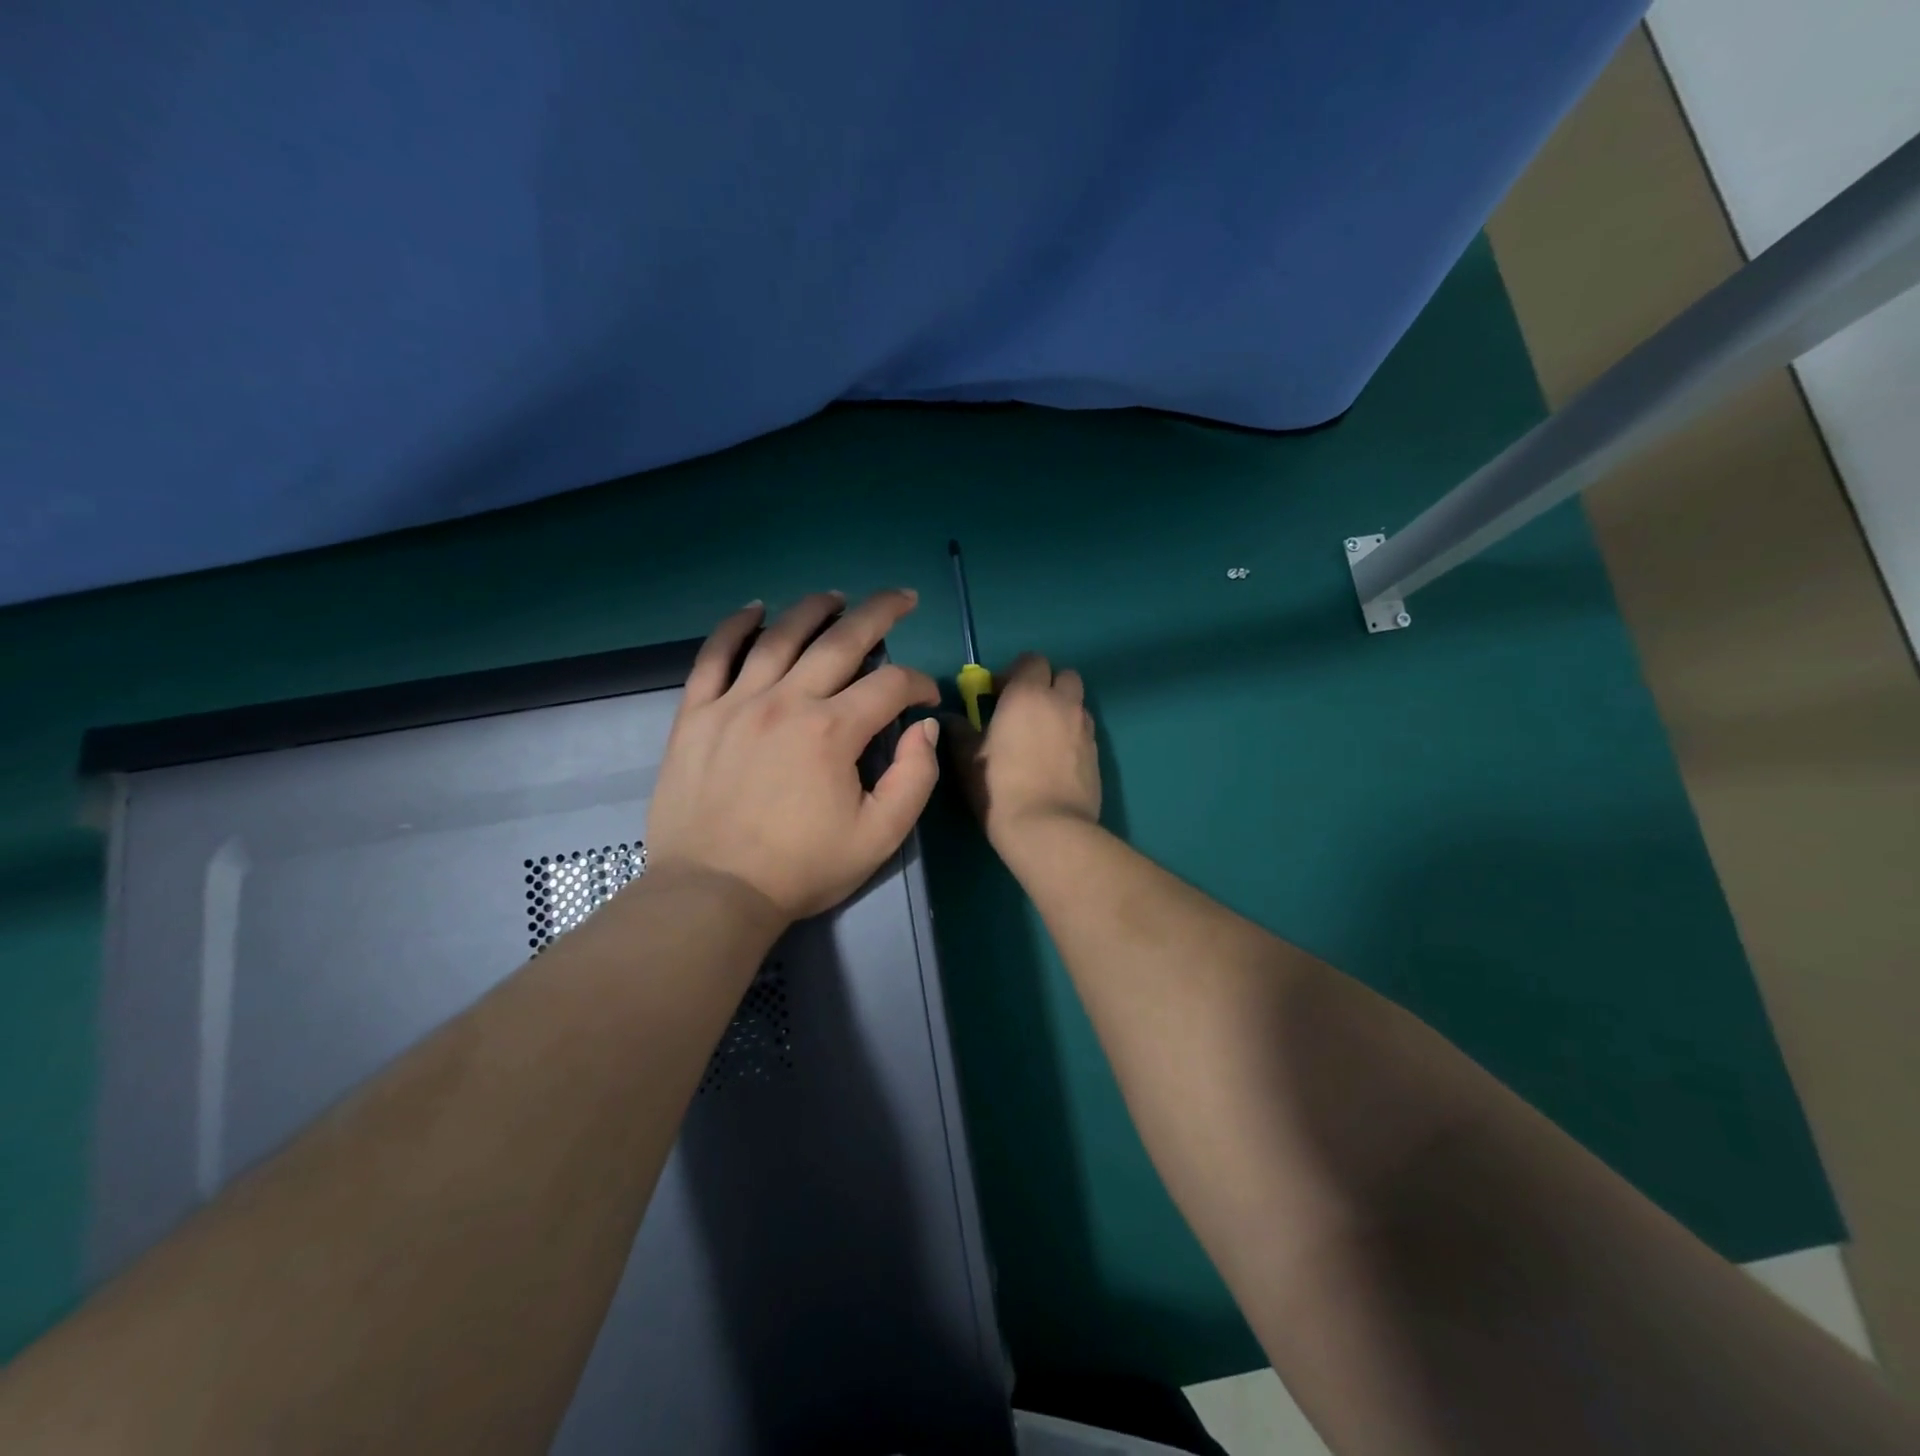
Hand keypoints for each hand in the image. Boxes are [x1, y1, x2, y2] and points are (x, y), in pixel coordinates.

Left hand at [647, 589, 942, 921]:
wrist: (713, 892)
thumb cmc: (802, 869)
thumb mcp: (880, 836)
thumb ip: (915, 777)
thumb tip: (923, 727)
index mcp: (832, 731)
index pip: (890, 685)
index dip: (918, 685)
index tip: (926, 700)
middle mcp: (786, 701)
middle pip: (841, 640)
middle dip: (880, 613)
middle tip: (902, 598)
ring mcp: (736, 702)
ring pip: (780, 636)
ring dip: (814, 610)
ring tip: (836, 597)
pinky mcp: (697, 714)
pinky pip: (714, 656)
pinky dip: (735, 627)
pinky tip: (755, 610)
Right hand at [948, 652, 1100, 849]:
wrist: (1048, 828)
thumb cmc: (999, 787)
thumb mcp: (967, 759)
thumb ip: (960, 731)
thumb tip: (952, 718)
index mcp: (1028, 693)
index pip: (1031, 660)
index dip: (1015, 673)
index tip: (997, 696)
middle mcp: (1062, 702)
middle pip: (1063, 675)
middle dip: (1046, 685)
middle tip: (1024, 711)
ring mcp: (1084, 727)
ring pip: (1077, 703)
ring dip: (1061, 709)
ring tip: (1042, 736)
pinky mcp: (1097, 753)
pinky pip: (1084, 731)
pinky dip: (1072, 735)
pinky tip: (1055, 761)